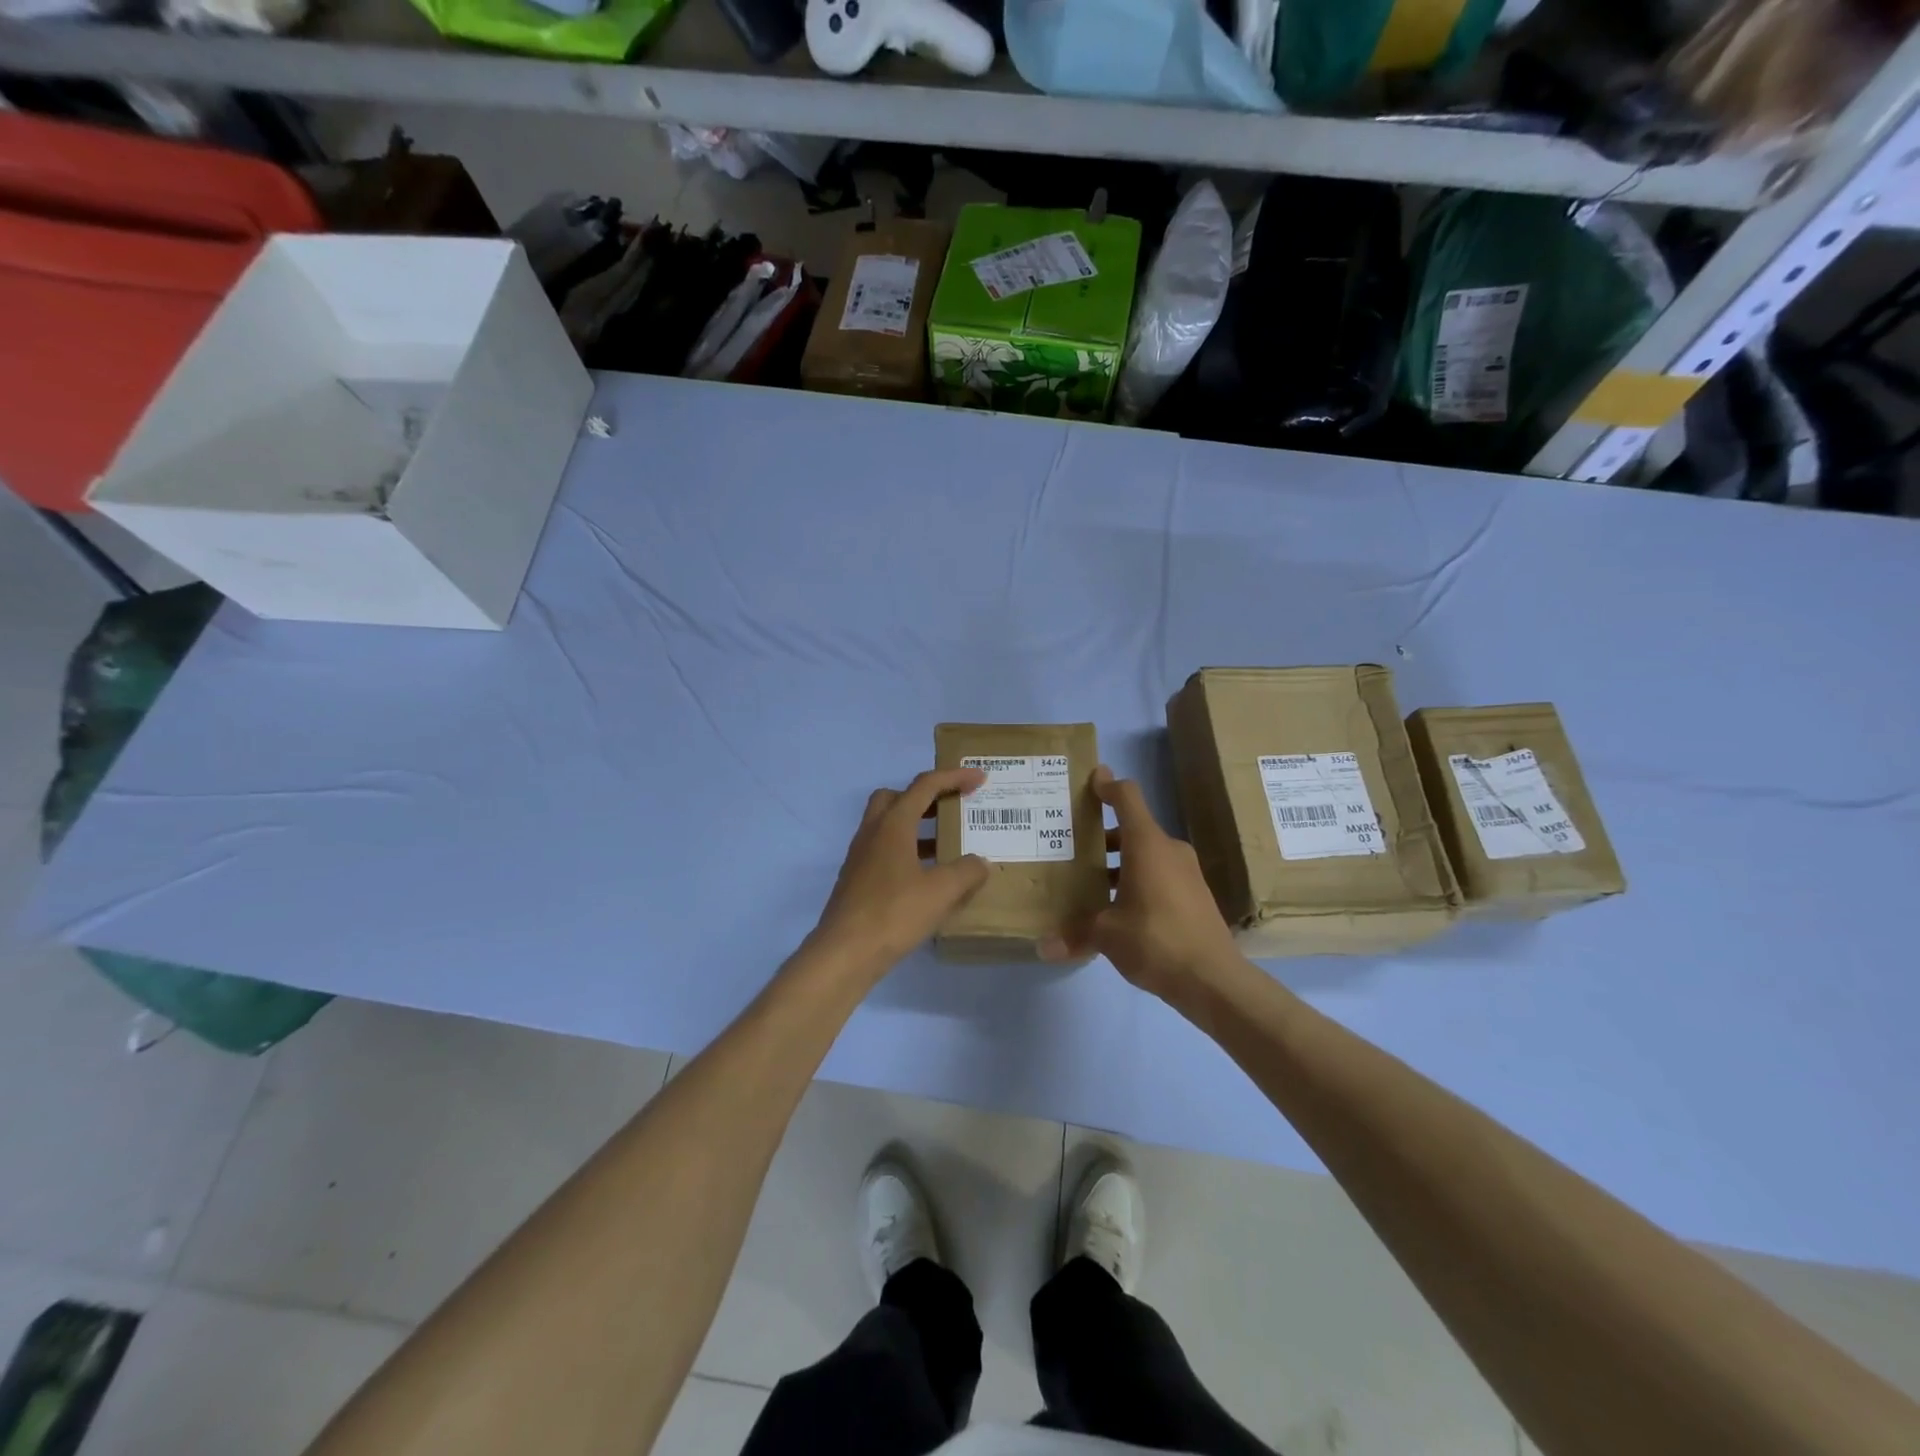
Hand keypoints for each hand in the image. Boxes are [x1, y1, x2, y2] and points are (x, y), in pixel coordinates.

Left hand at [809, 767, 990, 975]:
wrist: (845, 952)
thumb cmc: (894, 913)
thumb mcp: (941, 892)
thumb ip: (966, 871)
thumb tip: (980, 862)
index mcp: (893, 825)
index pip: (925, 786)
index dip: (954, 778)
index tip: (979, 779)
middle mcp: (873, 833)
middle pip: (896, 797)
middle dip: (925, 796)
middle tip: (950, 808)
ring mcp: (861, 856)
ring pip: (888, 826)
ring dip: (916, 827)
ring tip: (947, 845)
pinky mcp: (857, 879)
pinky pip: (885, 851)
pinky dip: (907, 852)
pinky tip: (927, 878)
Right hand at [1042, 766, 1242, 1003]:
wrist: (1214, 979)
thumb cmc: (1156, 941)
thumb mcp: (1107, 935)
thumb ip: (1074, 935)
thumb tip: (1043, 947)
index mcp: (1147, 845)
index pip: (1127, 797)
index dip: (1107, 786)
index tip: (1089, 782)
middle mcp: (1168, 850)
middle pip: (1132, 828)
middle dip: (1101, 836)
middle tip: (1070, 846)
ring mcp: (1186, 872)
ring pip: (1145, 854)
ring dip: (1118, 862)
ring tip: (1088, 881)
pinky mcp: (1193, 894)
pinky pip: (1158, 874)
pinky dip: (1135, 879)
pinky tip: (1117, 907)